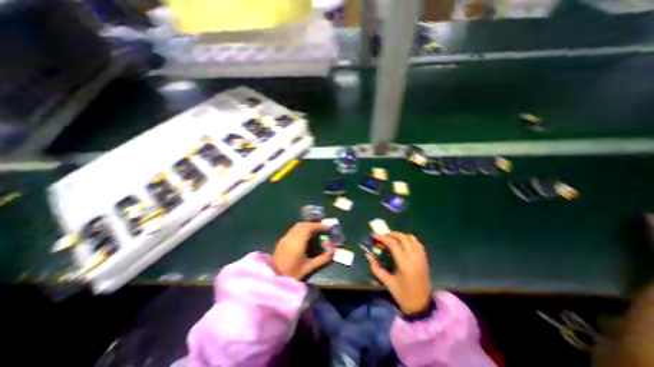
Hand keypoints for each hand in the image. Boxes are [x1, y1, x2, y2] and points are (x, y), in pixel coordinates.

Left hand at [273, 221, 333, 280]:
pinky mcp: (281, 240)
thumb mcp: (309, 267)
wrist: (274, 278)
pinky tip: (305, 237)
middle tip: (322, 230)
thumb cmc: (292, 274)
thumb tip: (334, 251)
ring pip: (297, 226)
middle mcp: (290, 237)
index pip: (308, 228)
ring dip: (307, 226)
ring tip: (315, 232)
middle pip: (303, 224)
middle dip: (313, 225)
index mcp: (297, 243)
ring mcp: (285, 238)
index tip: (326, 228)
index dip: (318, 226)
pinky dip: (301, 229)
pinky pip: (293, 230)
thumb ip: (322, 258)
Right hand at [363, 234, 432, 314]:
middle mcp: (414, 258)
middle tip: (383, 235)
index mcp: (404, 264)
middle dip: (391, 234)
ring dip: (401, 235)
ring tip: (392, 237)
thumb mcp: (387, 282)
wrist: (421, 306)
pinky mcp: (425, 260)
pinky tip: (404, 242)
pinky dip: (410, 239)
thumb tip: (367, 254)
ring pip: (412, 239)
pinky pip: (418, 244)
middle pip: (403, 238)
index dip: (383, 238)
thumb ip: (375, 267)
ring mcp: (421, 258)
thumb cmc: (402, 295)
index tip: (374, 235)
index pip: (393, 244)